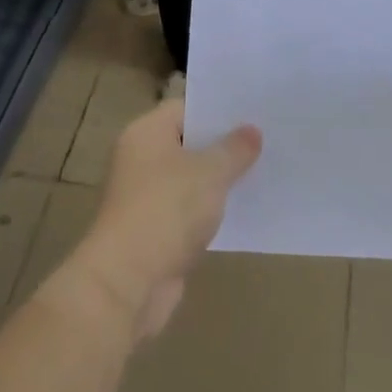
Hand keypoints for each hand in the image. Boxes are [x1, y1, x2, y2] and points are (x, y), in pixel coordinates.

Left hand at [62, 102, 260, 341]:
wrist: (127, 283)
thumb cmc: (167, 210)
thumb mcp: (210, 172)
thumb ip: (234, 149)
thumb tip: (251, 131)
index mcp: (146, 133)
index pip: (185, 109)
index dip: (218, 111)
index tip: (252, 114)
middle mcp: (140, 159)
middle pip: (187, 143)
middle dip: (222, 146)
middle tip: (264, 142)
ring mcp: (144, 197)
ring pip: (189, 179)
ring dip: (217, 181)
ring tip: (260, 174)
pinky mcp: (152, 231)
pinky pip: (187, 211)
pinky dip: (209, 211)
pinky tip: (241, 211)